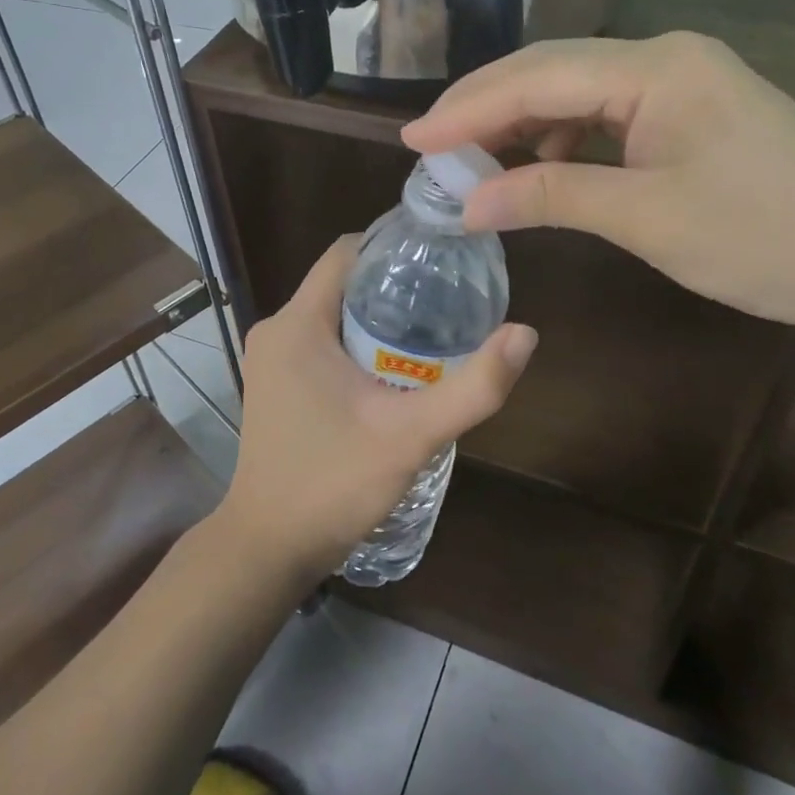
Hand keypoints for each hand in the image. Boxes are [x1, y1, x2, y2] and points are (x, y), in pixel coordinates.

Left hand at [218, 236, 537, 586]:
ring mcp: (271, 359)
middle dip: (394, 285)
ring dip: (378, 317)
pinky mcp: (275, 384)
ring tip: (434, 331)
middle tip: (449, 298)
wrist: (268, 549)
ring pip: (333, 314)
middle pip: (343, 283)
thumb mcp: (410, 436)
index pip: (346, 252)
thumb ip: (473, 388)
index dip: (394, 245)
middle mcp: (277, 329)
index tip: (441, 255)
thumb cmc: (332, 485)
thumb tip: (525, 333)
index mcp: (297, 323)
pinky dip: (358, 343)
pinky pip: (321, 342)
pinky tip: (396, 369)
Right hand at [402, 32, 794, 348]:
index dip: (468, 109)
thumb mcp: (647, 219)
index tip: (411, 140)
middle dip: (486, 109)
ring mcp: (684, 82)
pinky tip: (545, 167)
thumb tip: (466, 202)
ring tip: (477, 164)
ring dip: (523, 125)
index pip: (537, 77)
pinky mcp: (694, 113)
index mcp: (657, 67)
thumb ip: (550, 195)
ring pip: (577, 92)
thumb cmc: (768, 240)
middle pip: (552, 72)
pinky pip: (608, 114)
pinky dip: (565, 140)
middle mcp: (666, 57)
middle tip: (429, 148)